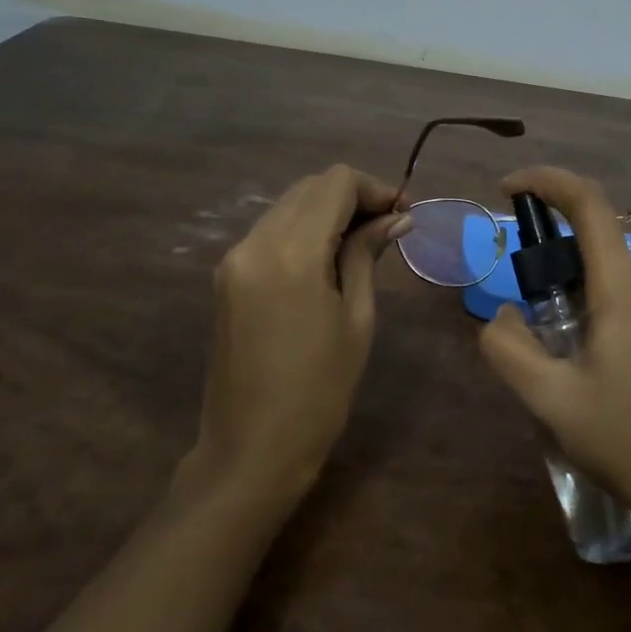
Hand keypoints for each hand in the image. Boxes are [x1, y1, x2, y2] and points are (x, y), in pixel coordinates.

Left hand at [189, 165, 410, 503]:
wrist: (251, 448)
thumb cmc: (320, 391)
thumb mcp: (356, 319)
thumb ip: (367, 255)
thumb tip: (396, 218)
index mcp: (291, 252)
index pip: (335, 183)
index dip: (374, 188)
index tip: (403, 214)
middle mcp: (254, 242)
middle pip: (309, 188)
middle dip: (352, 197)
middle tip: (389, 227)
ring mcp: (234, 258)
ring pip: (288, 206)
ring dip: (327, 212)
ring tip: (363, 244)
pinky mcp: (227, 276)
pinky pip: (270, 232)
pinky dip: (303, 231)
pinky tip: (328, 259)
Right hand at [478, 166, 630, 531]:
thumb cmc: (630, 442)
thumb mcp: (551, 399)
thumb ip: (508, 347)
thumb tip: (503, 315)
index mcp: (625, 288)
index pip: (588, 204)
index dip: (546, 182)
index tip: (509, 189)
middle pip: (594, 250)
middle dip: (551, 273)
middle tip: (530, 331)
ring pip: (611, 285)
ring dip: (576, 306)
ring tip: (564, 371)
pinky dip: (601, 321)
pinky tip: (598, 380)